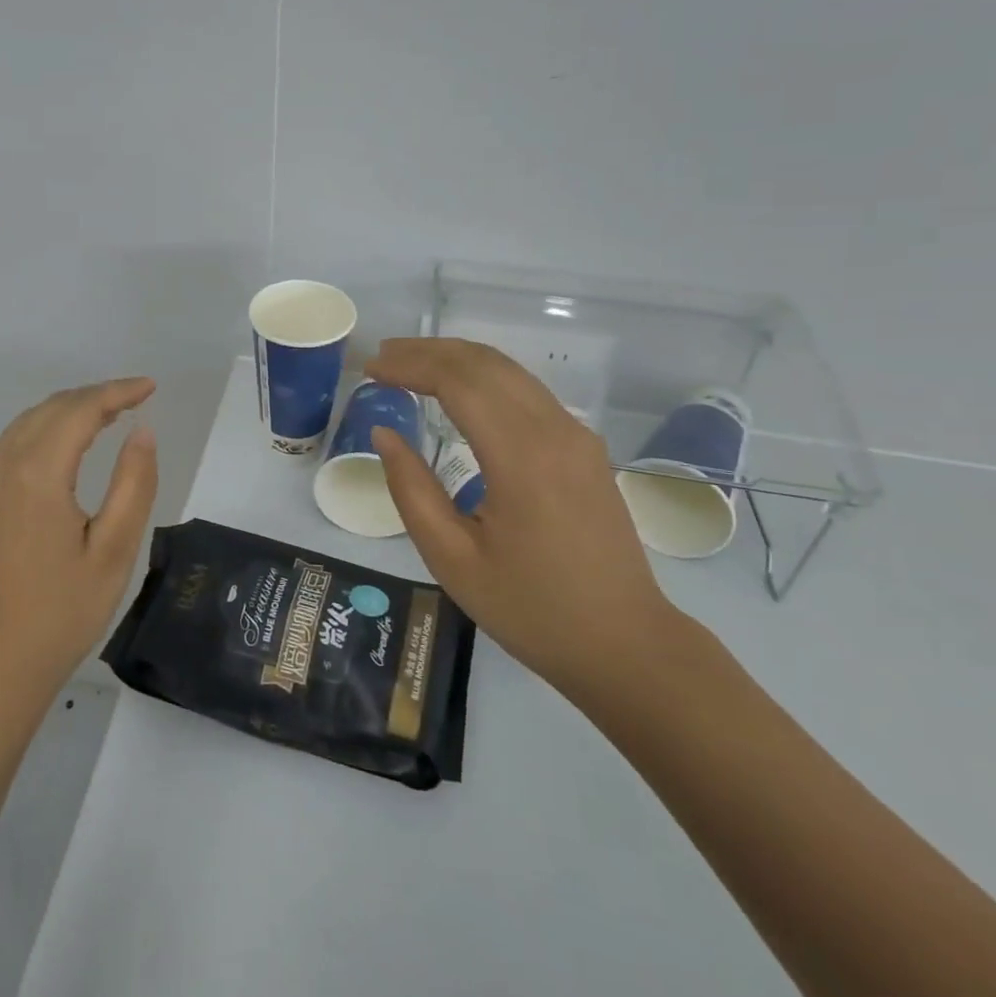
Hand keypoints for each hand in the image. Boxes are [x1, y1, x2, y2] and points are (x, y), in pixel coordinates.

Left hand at [0, 378, 158, 702]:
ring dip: (68, 412)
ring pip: (26, 424)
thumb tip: (142, 431)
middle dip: (94, 396)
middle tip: (134, 400)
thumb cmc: (61, 613)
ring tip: (107, 417)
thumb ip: (134, 483)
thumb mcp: (114, 551)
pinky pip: (10, 447)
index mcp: (36, 474)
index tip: (150, 387)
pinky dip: (44, 433)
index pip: (80, 410)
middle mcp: (0, 467)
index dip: (117, 392)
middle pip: (51, 409)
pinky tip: (66, 451)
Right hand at [367, 339, 681, 699]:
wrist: (626, 644)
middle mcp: (554, 430)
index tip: (369, 370)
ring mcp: (576, 435)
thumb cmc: (531, 609)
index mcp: (521, 457)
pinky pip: (527, 391)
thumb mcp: (452, 559)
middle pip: (484, 364)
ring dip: (456, 359)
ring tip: (410, 363)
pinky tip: (458, 390)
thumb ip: (411, 489)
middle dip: (428, 352)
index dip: (409, 367)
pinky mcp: (584, 447)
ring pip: (509, 370)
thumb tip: (385, 432)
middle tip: (382, 357)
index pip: (458, 382)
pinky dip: (484, 376)